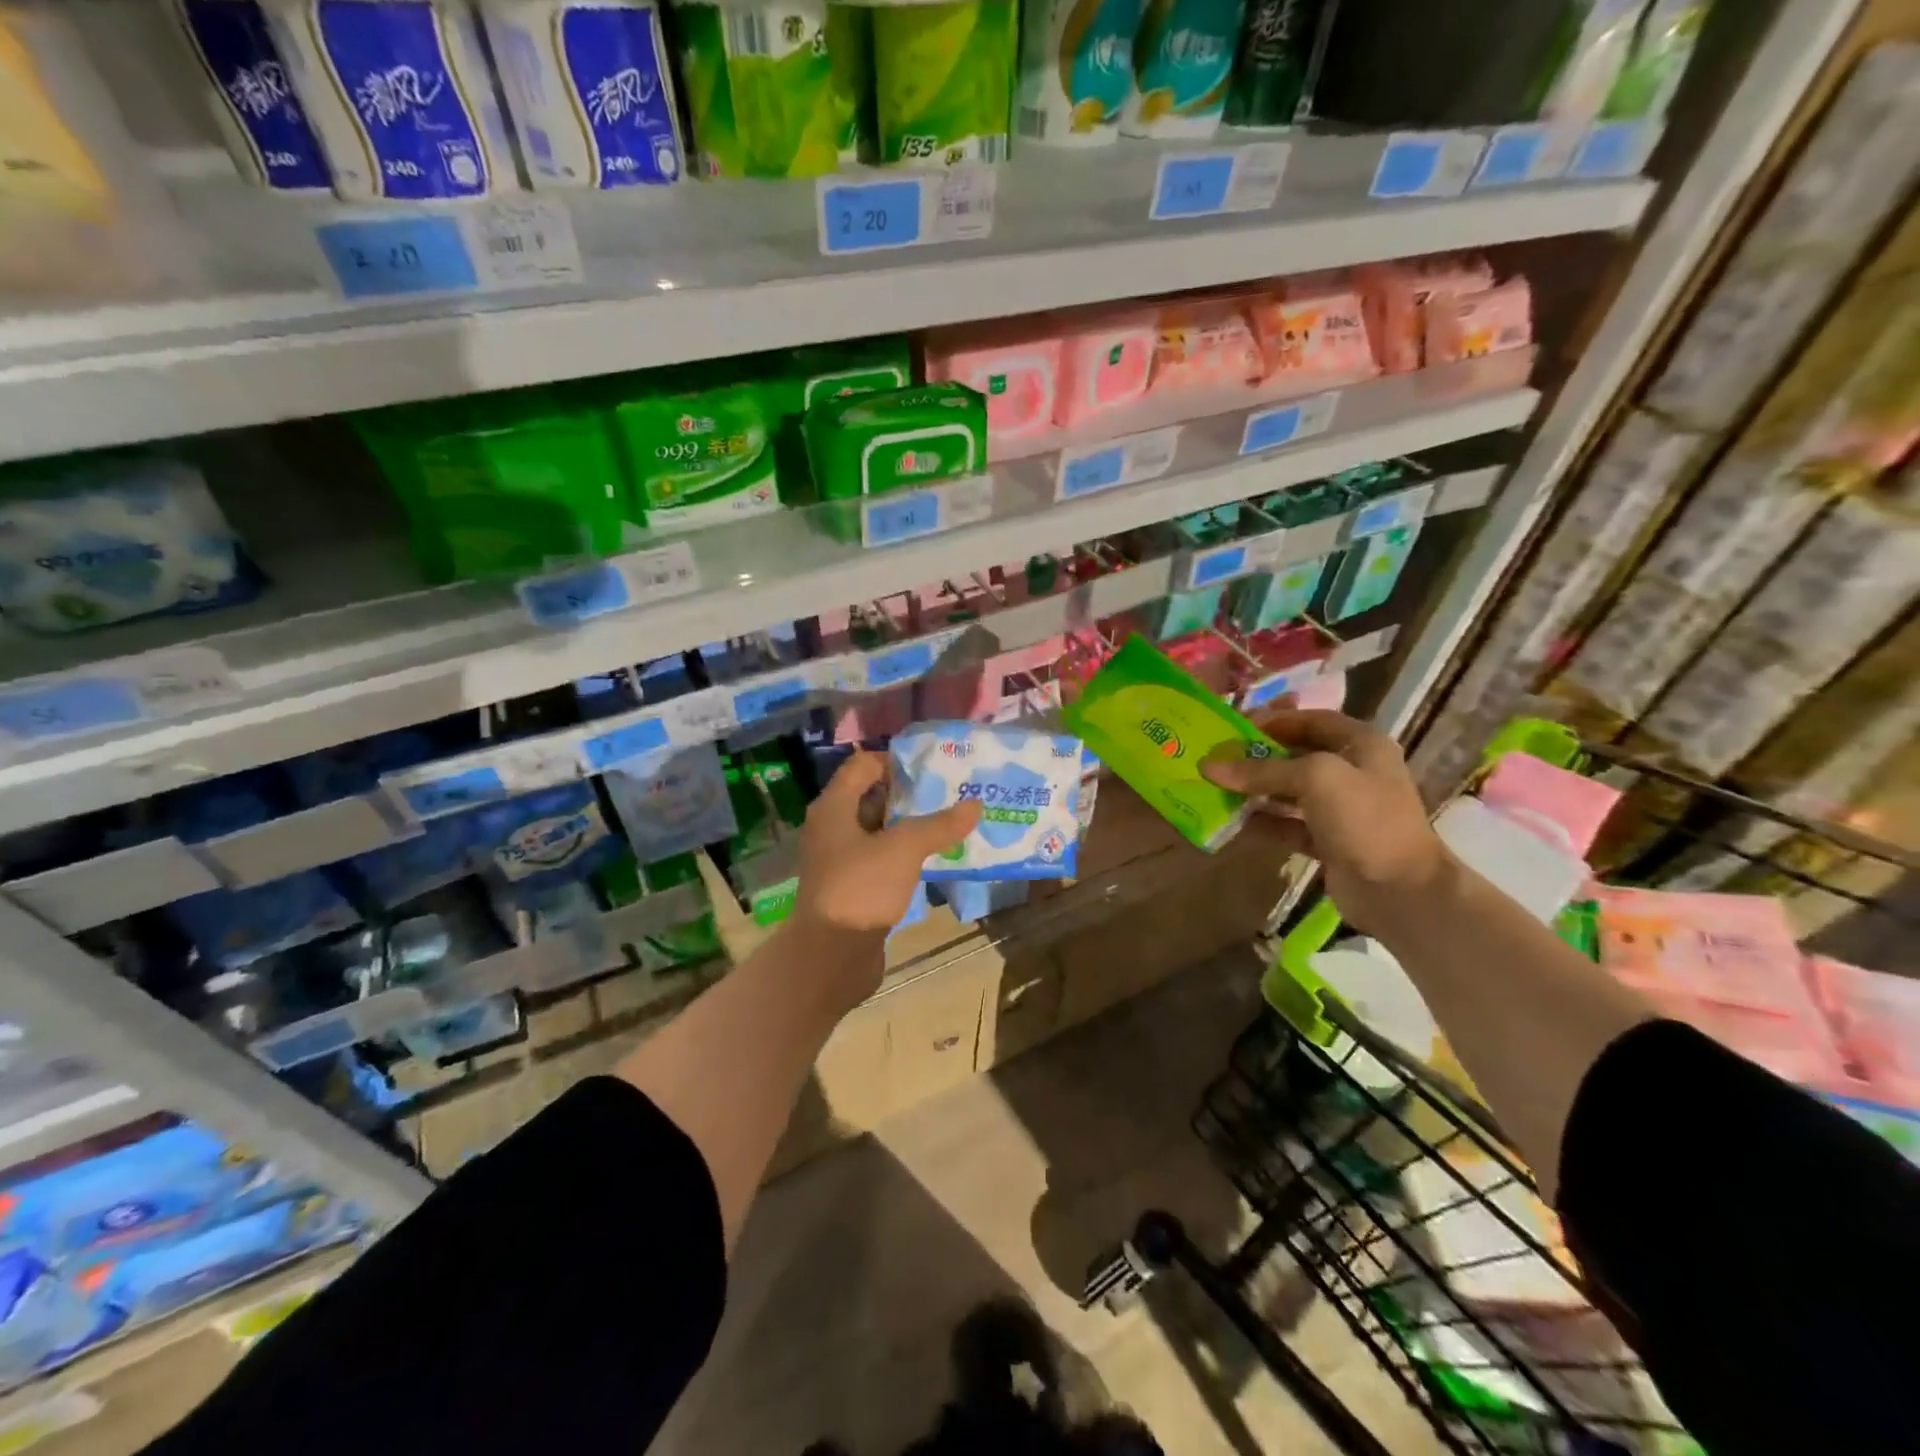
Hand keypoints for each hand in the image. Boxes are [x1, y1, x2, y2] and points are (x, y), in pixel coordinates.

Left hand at [793, 750, 981, 937]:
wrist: (831, 956)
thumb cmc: (861, 887)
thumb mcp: (904, 848)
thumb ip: (939, 825)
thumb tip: (975, 805)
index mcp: (834, 807)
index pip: (863, 765)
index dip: (897, 761)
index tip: (934, 767)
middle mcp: (832, 828)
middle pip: (872, 796)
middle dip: (910, 794)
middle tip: (950, 792)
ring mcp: (840, 859)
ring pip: (879, 830)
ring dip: (910, 825)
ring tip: (950, 821)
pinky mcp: (852, 886)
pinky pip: (881, 858)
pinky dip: (905, 854)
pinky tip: (935, 857)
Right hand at [1200, 709, 1450, 931]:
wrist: (1401, 890)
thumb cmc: (1365, 819)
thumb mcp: (1315, 779)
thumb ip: (1262, 770)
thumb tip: (1209, 766)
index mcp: (1361, 744)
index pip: (1310, 720)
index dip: (1272, 720)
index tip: (1233, 728)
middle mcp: (1353, 771)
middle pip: (1296, 755)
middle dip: (1257, 757)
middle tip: (1218, 759)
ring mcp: (1342, 809)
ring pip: (1289, 791)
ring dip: (1256, 790)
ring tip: (1219, 789)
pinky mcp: (1329, 841)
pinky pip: (1289, 825)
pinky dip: (1265, 823)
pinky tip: (1236, 823)